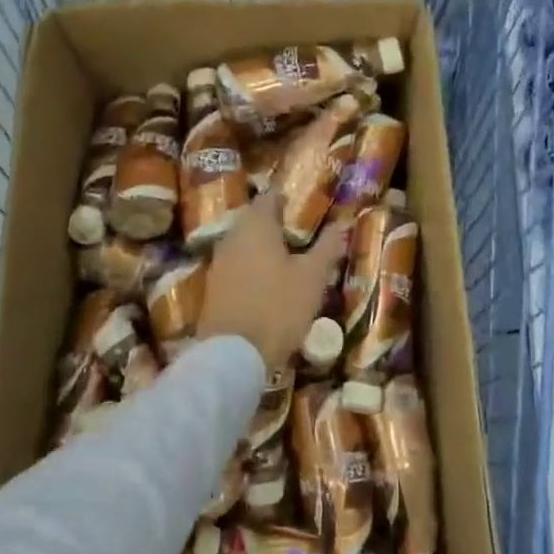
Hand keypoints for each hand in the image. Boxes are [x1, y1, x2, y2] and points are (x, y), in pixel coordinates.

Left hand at [197, 192, 346, 372]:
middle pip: (254, 220)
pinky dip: (252, 268)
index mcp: (256, 225)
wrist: (233, 355)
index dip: (288, 201)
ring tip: (289, 262)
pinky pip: (236, 265)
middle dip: (276, 225)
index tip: (306, 211)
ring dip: (263, 248)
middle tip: (301, 238)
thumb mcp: (313, 277)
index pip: (270, 197)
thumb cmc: (278, 307)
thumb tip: (340, 223)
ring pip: (244, 243)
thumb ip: (327, 247)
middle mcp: (232, 236)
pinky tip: (268, 285)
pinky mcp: (213, 287)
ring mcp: (219, 262)